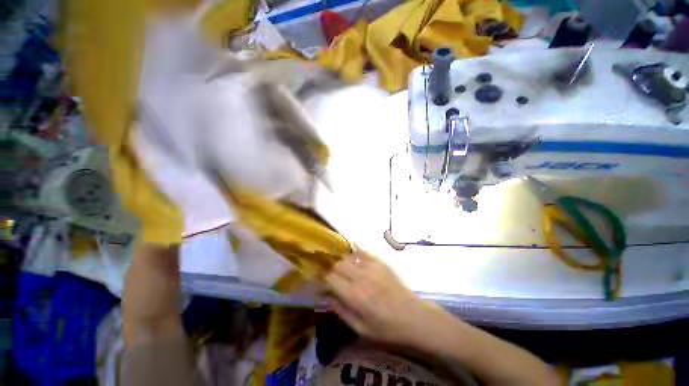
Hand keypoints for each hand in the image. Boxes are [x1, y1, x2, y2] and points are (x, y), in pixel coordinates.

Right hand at [323, 248, 445, 345]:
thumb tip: (325, 297)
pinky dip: (355, 248)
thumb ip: (341, 311)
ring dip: (341, 259)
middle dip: (330, 267)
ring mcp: (372, 267)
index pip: (330, 279)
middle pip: (338, 264)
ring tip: (337, 262)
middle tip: (327, 271)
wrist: (413, 317)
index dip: (321, 277)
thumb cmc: (386, 328)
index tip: (317, 278)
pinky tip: (351, 246)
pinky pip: (364, 251)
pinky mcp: (380, 263)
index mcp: (354, 296)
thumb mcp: (361, 328)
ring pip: (349, 256)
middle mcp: (360, 278)